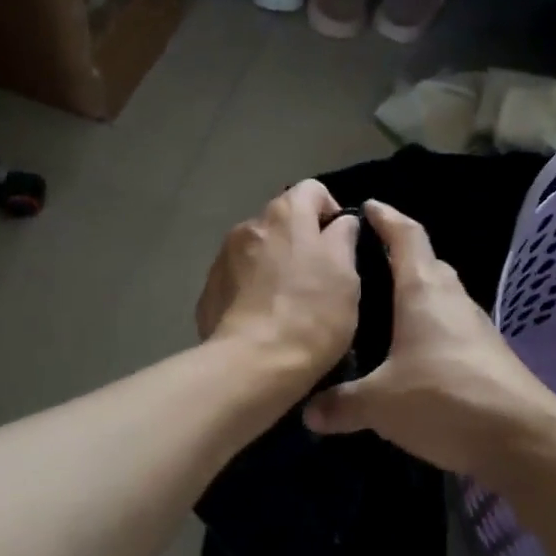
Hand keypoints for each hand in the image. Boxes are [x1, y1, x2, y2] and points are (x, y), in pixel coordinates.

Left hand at [196, 180, 361, 382]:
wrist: (253, 365)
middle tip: (320, 280)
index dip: (332, 211)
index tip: (342, 245)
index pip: (313, 190)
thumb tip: (340, 223)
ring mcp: (223, 257)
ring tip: (290, 303)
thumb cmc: (312, 314)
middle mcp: (249, 225)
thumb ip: (344, 238)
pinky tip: (265, 320)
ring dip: (275, 265)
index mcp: (285, 215)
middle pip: (283, 221)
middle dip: (302, 241)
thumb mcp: (347, 275)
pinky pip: (239, 278)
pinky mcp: (209, 290)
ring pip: (259, 250)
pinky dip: (253, 289)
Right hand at [303, 200, 555, 477]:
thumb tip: (308, 411)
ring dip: (413, 293)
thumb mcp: (381, 403)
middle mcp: (451, 298)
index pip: (406, 236)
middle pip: (424, 262)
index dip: (386, 217)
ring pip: (438, 295)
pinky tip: (408, 350)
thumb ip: (342, 403)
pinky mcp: (485, 353)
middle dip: (397, 255)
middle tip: (361, 263)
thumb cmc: (445, 398)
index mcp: (423, 290)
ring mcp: (474, 325)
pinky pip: (448, 325)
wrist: (523, 438)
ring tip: (379, 307)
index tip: (367, 206)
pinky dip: (426, 325)